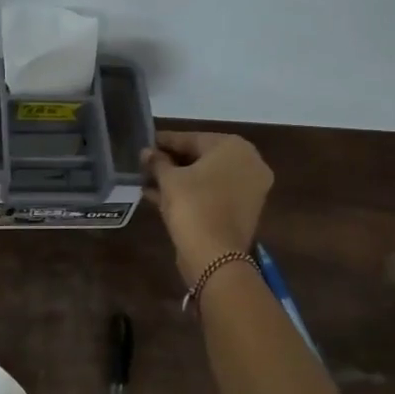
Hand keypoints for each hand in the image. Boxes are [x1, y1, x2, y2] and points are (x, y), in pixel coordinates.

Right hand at [142, 132, 273, 283]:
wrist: (215, 255)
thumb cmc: (193, 205)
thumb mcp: (169, 179)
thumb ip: (157, 161)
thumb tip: (146, 152)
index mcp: (234, 147)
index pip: (192, 138)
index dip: (165, 142)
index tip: (145, 143)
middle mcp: (249, 163)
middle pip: (202, 157)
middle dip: (172, 161)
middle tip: (146, 164)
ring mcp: (249, 189)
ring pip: (206, 178)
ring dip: (178, 179)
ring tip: (148, 181)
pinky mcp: (242, 211)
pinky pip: (212, 194)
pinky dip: (190, 194)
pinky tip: (159, 196)